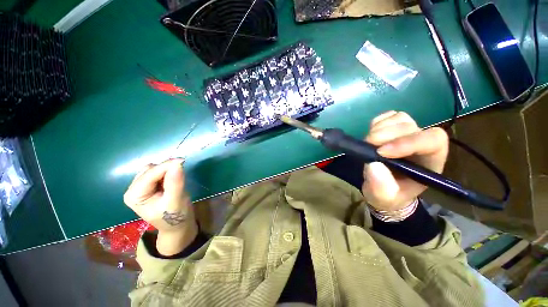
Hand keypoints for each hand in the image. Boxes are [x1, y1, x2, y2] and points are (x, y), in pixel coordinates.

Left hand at [124, 159, 197, 255]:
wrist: (178, 226)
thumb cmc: (175, 217)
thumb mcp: (176, 201)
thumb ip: (175, 182)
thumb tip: (177, 163)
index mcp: (134, 195)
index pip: (150, 174)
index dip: (167, 166)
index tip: (183, 161)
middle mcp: (133, 189)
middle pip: (150, 169)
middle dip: (166, 169)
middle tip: (181, 174)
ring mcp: (140, 187)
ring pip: (154, 169)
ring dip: (167, 170)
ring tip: (176, 180)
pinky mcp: (149, 186)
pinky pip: (158, 172)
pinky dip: (167, 172)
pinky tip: (172, 180)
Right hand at [362, 111, 448, 212]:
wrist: (383, 189)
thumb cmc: (389, 195)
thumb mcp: (384, 198)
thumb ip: (382, 187)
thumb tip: (373, 164)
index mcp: (429, 162)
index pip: (432, 141)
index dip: (408, 142)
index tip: (381, 152)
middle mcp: (422, 143)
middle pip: (411, 126)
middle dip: (387, 134)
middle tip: (368, 144)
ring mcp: (407, 133)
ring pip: (400, 118)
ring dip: (380, 128)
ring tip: (368, 142)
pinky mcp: (393, 129)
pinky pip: (388, 116)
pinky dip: (377, 123)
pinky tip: (371, 135)